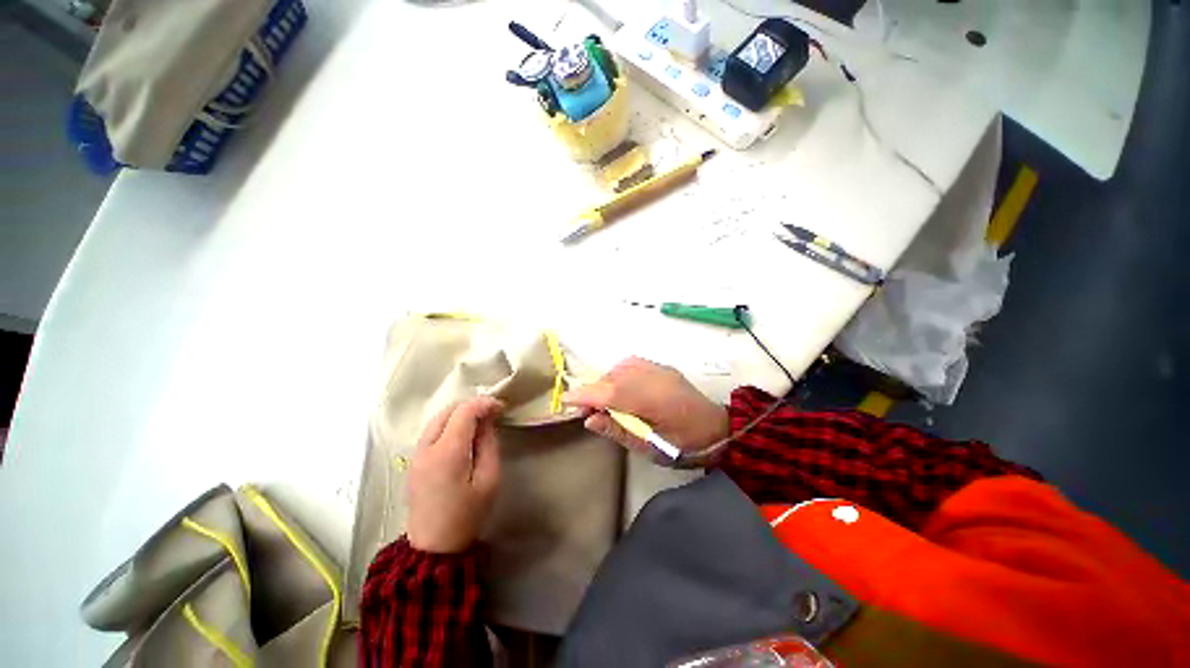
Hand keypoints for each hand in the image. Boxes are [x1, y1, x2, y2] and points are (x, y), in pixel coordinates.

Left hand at [405, 396, 503, 552]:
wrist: (433, 548)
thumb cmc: (467, 515)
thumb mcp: (489, 479)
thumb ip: (488, 444)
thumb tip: (487, 420)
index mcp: (447, 453)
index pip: (464, 411)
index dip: (485, 403)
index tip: (502, 407)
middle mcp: (427, 448)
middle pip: (448, 410)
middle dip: (472, 405)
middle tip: (492, 413)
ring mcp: (416, 454)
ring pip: (437, 418)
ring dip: (459, 412)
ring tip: (480, 420)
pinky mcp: (414, 461)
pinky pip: (432, 430)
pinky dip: (449, 423)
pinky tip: (463, 432)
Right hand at [564, 357, 728, 455]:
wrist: (718, 429)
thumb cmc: (684, 445)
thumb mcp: (650, 447)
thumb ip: (618, 430)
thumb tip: (589, 419)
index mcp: (654, 401)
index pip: (611, 393)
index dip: (587, 395)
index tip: (566, 400)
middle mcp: (655, 378)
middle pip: (613, 378)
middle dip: (595, 391)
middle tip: (588, 411)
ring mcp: (660, 369)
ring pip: (620, 368)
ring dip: (607, 382)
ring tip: (605, 402)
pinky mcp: (662, 367)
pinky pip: (632, 364)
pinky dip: (619, 374)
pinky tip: (621, 388)